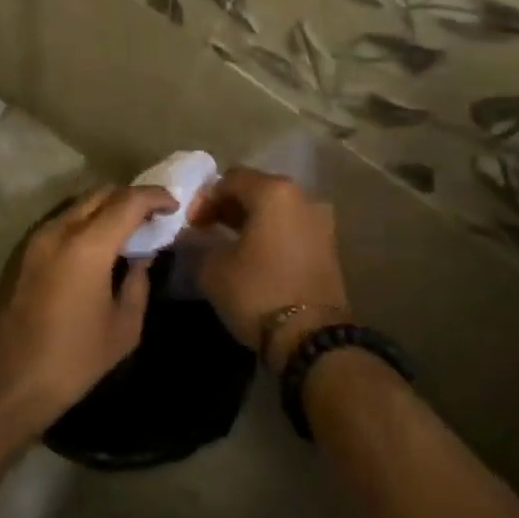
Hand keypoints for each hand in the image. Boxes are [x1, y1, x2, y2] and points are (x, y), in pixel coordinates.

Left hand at [0, 185, 176, 430]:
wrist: (2, 385)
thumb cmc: (70, 362)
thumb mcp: (122, 329)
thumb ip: (138, 284)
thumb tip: (141, 258)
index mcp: (87, 245)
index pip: (129, 201)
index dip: (155, 197)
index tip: (173, 206)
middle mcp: (59, 229)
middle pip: (101, 193)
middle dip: (131, 198)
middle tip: (151, 219)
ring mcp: (34, 237)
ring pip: (78, 203)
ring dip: (105, 207)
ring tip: (124, 232)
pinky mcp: (20, 251)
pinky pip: (60, 220)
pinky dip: (83, 221)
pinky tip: (93, 248)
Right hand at [190, 168, 350, 371]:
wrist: (311, 337)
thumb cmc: (258, 291)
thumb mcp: (213, 268)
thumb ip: (198, 242)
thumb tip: (193, 235)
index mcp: (274, 191)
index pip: (230, 179)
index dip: (205, 199)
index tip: (190, 224)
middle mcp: (302, 196)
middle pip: (256, 189)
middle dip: (228, 207)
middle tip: (205, 229)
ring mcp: (320, 221)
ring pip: (276, 209)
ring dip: (250, 220)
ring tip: (227, 243)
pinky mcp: (328, 245)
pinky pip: (291, 227)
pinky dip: (270, 233)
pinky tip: (253, 254)